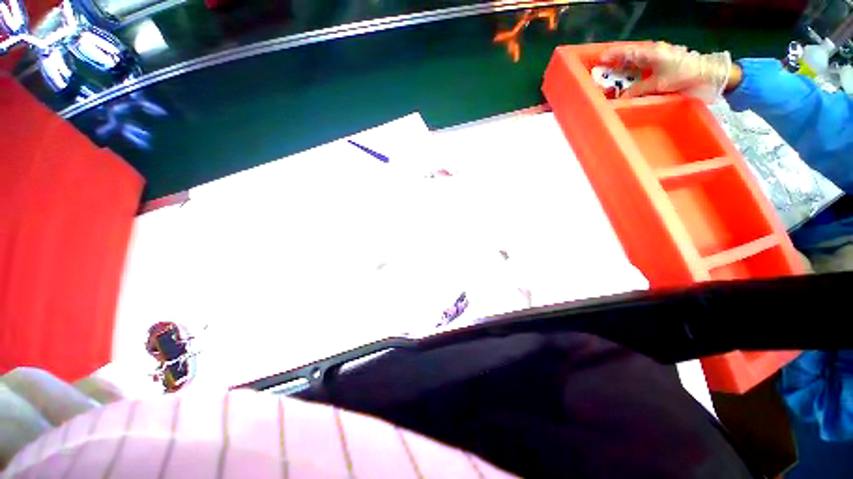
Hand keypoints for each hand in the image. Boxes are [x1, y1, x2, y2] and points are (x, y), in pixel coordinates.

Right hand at [600, 42, 739, 101]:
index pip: (626, 52)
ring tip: (614, 75)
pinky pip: (644, 63)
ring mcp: (659, 55)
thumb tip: (622, 97)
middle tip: (603, 71)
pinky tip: (630, 76)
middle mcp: (653, 51)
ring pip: (636, 59)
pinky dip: (634, 69)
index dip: (612, 55)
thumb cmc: (682, 75)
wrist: (706, 72)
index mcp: (650, 53)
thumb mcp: (658, 84)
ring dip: (625, 66)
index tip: (599, 60)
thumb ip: (639, 90)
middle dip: (616, 61)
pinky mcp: (663, 60)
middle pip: (630, 54)